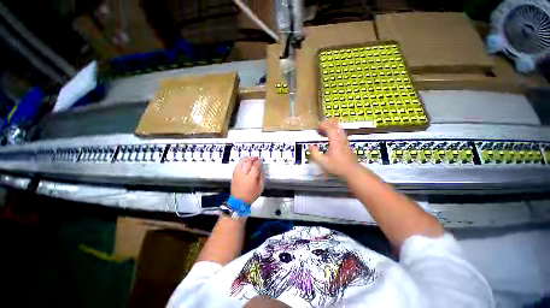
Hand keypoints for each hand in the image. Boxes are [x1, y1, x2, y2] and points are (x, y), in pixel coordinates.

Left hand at [231, 157, 263, 203]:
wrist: (238, 201)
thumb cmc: (250, 196)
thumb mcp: (260, 188)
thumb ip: (261, 177)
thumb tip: (261, 170)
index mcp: (251, 177)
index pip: (255, 166)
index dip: (258, 162)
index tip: (260, 160)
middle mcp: (243, 174)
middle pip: (248, 162)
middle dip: (252, 158)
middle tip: (256, 158)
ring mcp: (237, 174)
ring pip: (241, 163)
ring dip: (246, 159)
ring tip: (250, 158)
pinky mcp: (234, 175)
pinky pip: (237, 166)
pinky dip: (241, 163)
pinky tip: (243, 163)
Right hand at [309, 119, 358, 178]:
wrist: (352, 171)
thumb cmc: (337, 167)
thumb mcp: (323, 162)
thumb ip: (315, 154)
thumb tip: (311, 146)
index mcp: (335, 142)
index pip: (330, 129)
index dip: (324, 125)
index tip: (318, 124)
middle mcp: (341, 140)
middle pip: (336, 127)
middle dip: (329, 123)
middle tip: (323, 123)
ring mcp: (345, 142)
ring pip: (340, 130)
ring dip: (334, 126)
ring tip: (328, 126)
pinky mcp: (348, 145)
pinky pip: (342, 134)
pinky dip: (337, 131)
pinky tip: (334, 136)